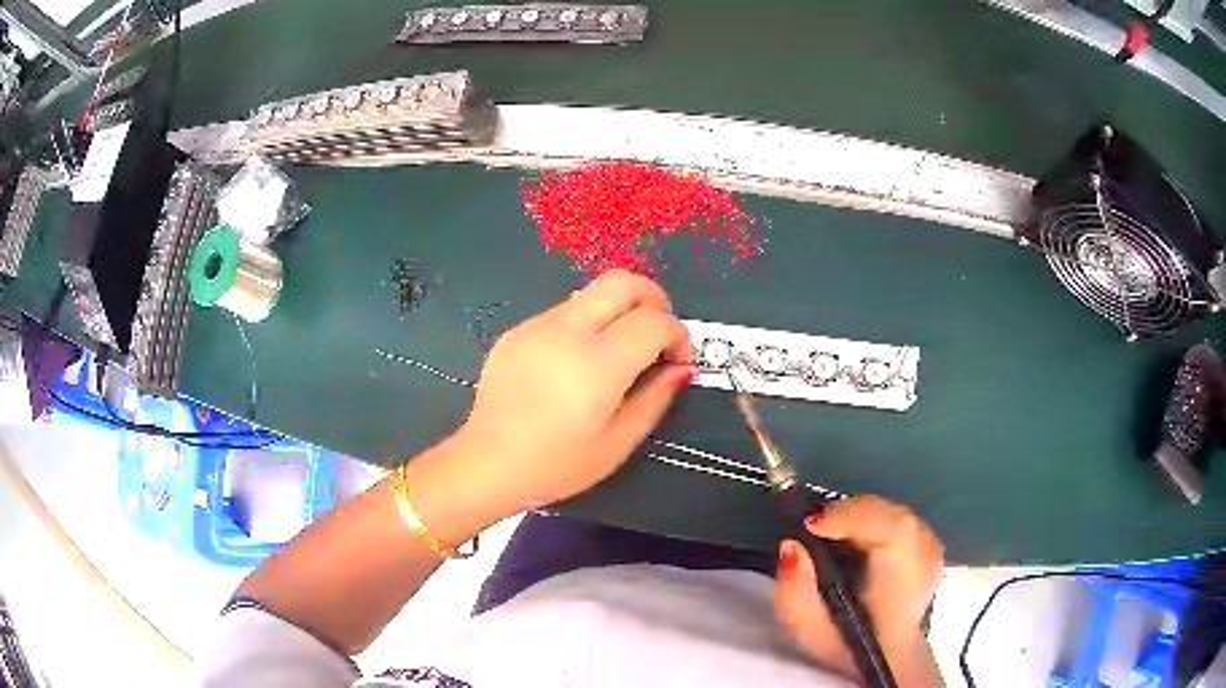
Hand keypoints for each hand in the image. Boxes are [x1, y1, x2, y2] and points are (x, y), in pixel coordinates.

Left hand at [453, 270, 691, 516]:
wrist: (487, 464)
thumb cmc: (557, 465)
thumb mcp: (617, 443)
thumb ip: (655, 398)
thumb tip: (680, 368)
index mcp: (597, 364)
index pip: (653, 321)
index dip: (678, 334)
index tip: (678, 359)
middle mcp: (567, 331)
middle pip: (622, 282)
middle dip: (653, 298)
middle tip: (658, 331)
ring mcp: (537, 326)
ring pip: (591, 293)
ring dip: (617, 310)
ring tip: (619, 350)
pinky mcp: (517, 330)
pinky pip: (564, 312)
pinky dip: (586, 324)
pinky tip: (577, 363)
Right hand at [774, 496, 943, 682]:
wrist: (887, 654)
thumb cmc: (845, 644)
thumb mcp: (807, 630)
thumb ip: (794, 591)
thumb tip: (791, 545)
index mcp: (903, 581)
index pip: (892, 529)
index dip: (850, 517)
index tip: (809, 525)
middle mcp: (926, 556)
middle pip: (890, 515)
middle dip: (848, 514)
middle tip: (811, 529)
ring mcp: (932, 545)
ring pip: (892, 512)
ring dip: (857, 516)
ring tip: (829, 534)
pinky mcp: (928, 541)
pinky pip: (896, 517)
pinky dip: (870, 521)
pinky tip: (853, 540)